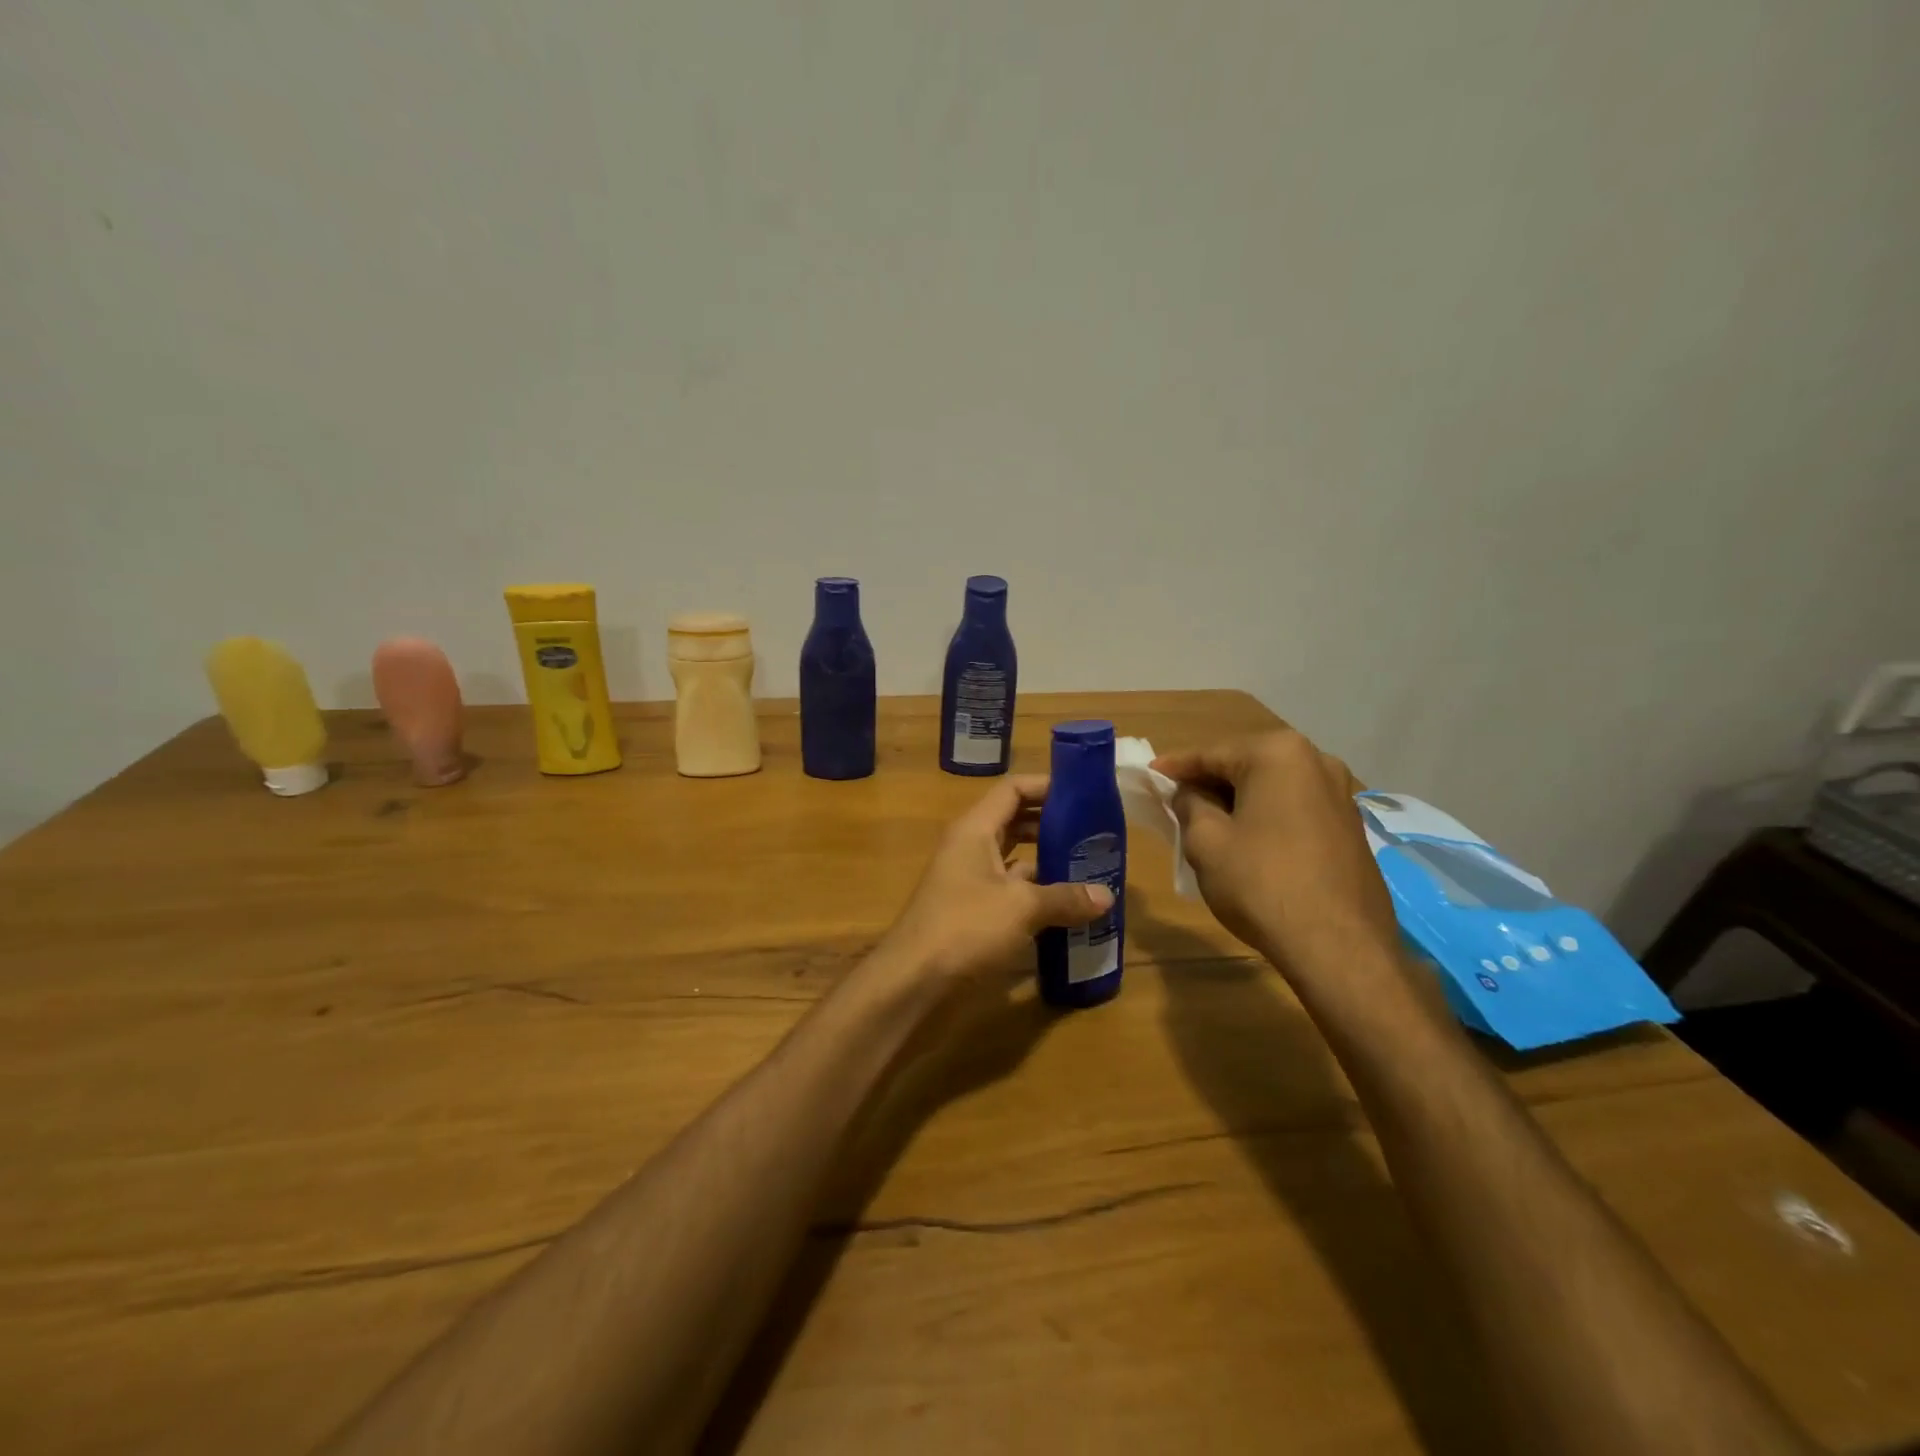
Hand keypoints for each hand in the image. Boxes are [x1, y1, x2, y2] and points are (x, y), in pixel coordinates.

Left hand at [879, 776, 1113, 990]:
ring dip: (1048, 862)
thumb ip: (1065, 897)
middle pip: (1015, 822)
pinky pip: (1011, 892)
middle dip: (1053, 824)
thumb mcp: (1021, 907)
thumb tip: (1107, 896)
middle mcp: (970, 848)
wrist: (912, 982)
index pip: (1012, 790)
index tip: (1084, 794)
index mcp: (975, 830)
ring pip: (1014, 860)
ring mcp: (969, 882)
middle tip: (1094, 833)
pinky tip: (1068, 908)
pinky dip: (1037, 895)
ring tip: (1090, 868)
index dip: (1047, 786)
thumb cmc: (964, 928)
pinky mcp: (972, 913)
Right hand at [1152, 730, 1397, 971]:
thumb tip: (1189, 793)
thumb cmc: (1261, 884)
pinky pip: (1296, 809)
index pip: (1211, 753)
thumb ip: (1189, 805)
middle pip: (1246, 765)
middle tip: (1176, 801)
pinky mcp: (1352, 827)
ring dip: (1240, 800)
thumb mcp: (1205, 841)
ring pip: (1273, 788)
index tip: (1149, 775)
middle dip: (1210, 782)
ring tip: (1210, 822)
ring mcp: (1341, 794)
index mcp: (1277, 754)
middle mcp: (1317, 761)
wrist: (1339, 947)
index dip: (1175, 767)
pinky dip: (1268, 817)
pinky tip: (1250, 842)